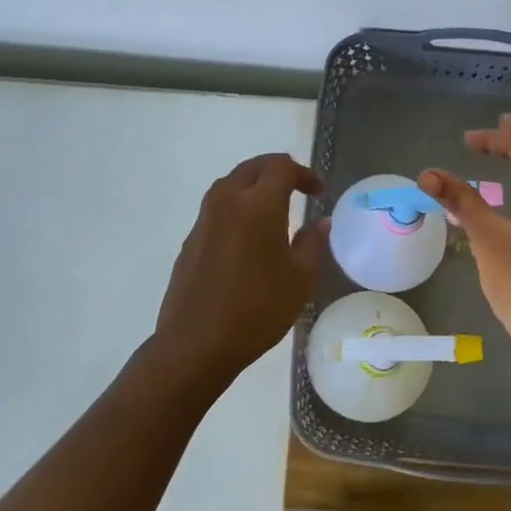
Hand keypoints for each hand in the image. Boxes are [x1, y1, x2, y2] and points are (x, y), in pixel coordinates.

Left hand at [151, 153, 328, 385]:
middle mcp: (227, 201)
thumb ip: (312, 243)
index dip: (304, 173)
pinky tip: (248, 237)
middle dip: (278, 171)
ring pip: (231, 184)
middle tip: (298, 190)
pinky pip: (217, 209)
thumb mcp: (300, 279)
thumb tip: (320, 222)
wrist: (196, 344)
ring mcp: (204, 220)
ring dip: (254, 187)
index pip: (281, 166)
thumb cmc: (258, 309)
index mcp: (258, 204)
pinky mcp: (190, 240)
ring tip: (274, 210)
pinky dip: (237, 208)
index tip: (318, 193)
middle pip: (253, 168)